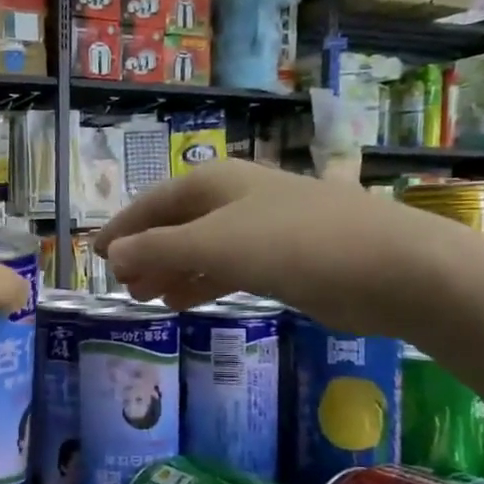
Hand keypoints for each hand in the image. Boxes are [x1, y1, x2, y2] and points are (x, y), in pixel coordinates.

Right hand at [93, 162, 480, 337]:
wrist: (389, 267)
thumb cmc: (292, 244)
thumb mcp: (213, 245)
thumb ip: (157, 250)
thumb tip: (110, 255)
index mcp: (214, 182)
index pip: (152, 203)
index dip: (121, 229)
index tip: (93, 254)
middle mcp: (235, 199)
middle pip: (175, 224)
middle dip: (145, 253)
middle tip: (120, 284)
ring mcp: (262, 228)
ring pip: (201, 248)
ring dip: (170, 271)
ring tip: (144, 297)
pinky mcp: (284, 259)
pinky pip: (227, 268)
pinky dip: (202, 282)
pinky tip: (184, 301)